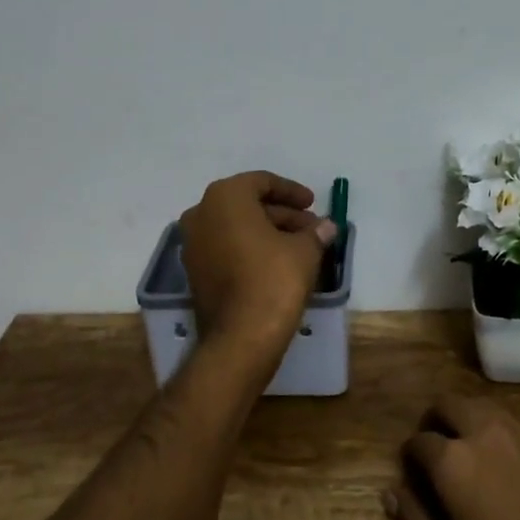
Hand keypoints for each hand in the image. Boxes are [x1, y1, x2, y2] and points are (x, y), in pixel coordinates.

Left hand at [179, 171, 335, 376]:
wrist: (241, 337)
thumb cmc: (274, 280)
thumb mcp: (305, 251)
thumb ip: (315, 233)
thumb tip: (327, 227)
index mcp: (225, 197)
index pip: (262, 182)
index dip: (292, 191)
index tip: (313, 204)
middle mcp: (201, 214)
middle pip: (248, 204)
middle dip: (282, 215)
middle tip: (311, 228)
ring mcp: (193, 245)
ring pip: (237, 228)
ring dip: (268, 232)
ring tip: (301, 246)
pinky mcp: (195, 272)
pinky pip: (227, 248)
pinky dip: (251, 249)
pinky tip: (279, 263)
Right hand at [384, 395, 519, 519]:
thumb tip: (392, 493)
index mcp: (453, 460)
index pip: (419, 441)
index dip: (410, 457)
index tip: (412, 475)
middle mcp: (484, 433)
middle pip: (449, 404)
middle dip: (434, 421)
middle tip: (434, 450)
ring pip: (481, 406)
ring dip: (465, 419)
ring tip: (464, 451)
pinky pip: (510, 423)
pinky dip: (494, 431)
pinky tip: (499, 463)